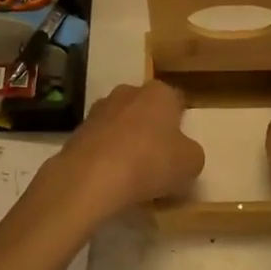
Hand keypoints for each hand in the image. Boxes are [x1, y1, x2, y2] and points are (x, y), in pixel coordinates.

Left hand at [37, 81, 203, 220]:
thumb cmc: (150, 162)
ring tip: (133, 173)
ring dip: (127, 140)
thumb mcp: (190, 163)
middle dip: (152, 128)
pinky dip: (107, 154)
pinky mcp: (79, 130)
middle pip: (146, 109)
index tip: (181, 145)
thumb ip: (191, 153)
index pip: (177, 100)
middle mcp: (128, 92)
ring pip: (122, 123)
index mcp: (159, 93)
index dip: (181, 122)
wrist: (91, 176)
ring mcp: (100, 109)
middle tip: (159, 158)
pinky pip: (102, 141)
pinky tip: (111, 177)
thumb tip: (183, 151)